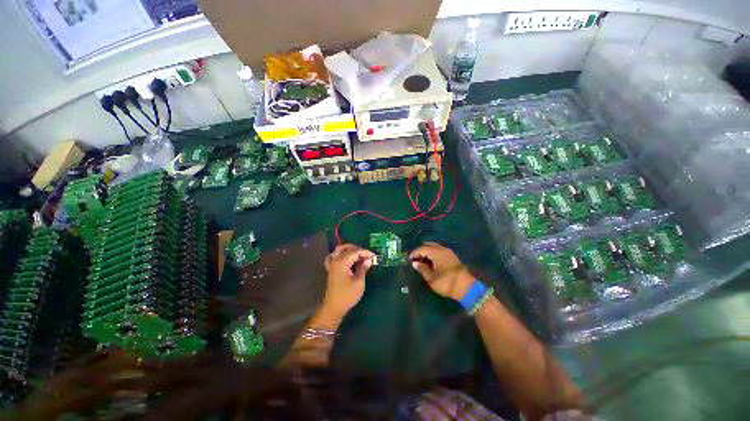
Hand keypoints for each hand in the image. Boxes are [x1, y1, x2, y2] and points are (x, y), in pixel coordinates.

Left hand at [321, 244, 374, 318]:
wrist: (334, 307)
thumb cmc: (348, 295)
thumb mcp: (359, 281)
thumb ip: (363, 268)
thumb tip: (369, 259)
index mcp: (342, 262)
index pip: (355, 252)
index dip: (366, 253)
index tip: (374, 256)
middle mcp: (336, 260)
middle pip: (347, 248)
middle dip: (358, 250)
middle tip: (368, 256)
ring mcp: (332, 264)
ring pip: (340, 250)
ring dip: (350, 250)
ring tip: (360, 256)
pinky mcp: (331, 268)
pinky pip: (333, 256)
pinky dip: (340, 254)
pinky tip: (345, 258)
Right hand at [410, 242, 474, 300]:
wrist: (467, 288)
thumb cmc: (446, 283)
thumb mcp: (431, 278)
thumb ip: (422, 269)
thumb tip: (415, 263)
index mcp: (436, 252)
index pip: (422, 248)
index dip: (414, 253)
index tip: (409, 259)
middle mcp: (442, 249)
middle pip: (428, 245)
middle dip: (420, 250)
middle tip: (415, 259)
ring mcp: (448, 252)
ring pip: (434, 247)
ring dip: (427, 251)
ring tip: (422, 260)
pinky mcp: (452, 256)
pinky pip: (439, 250)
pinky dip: (432, 253)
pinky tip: (430, 261)